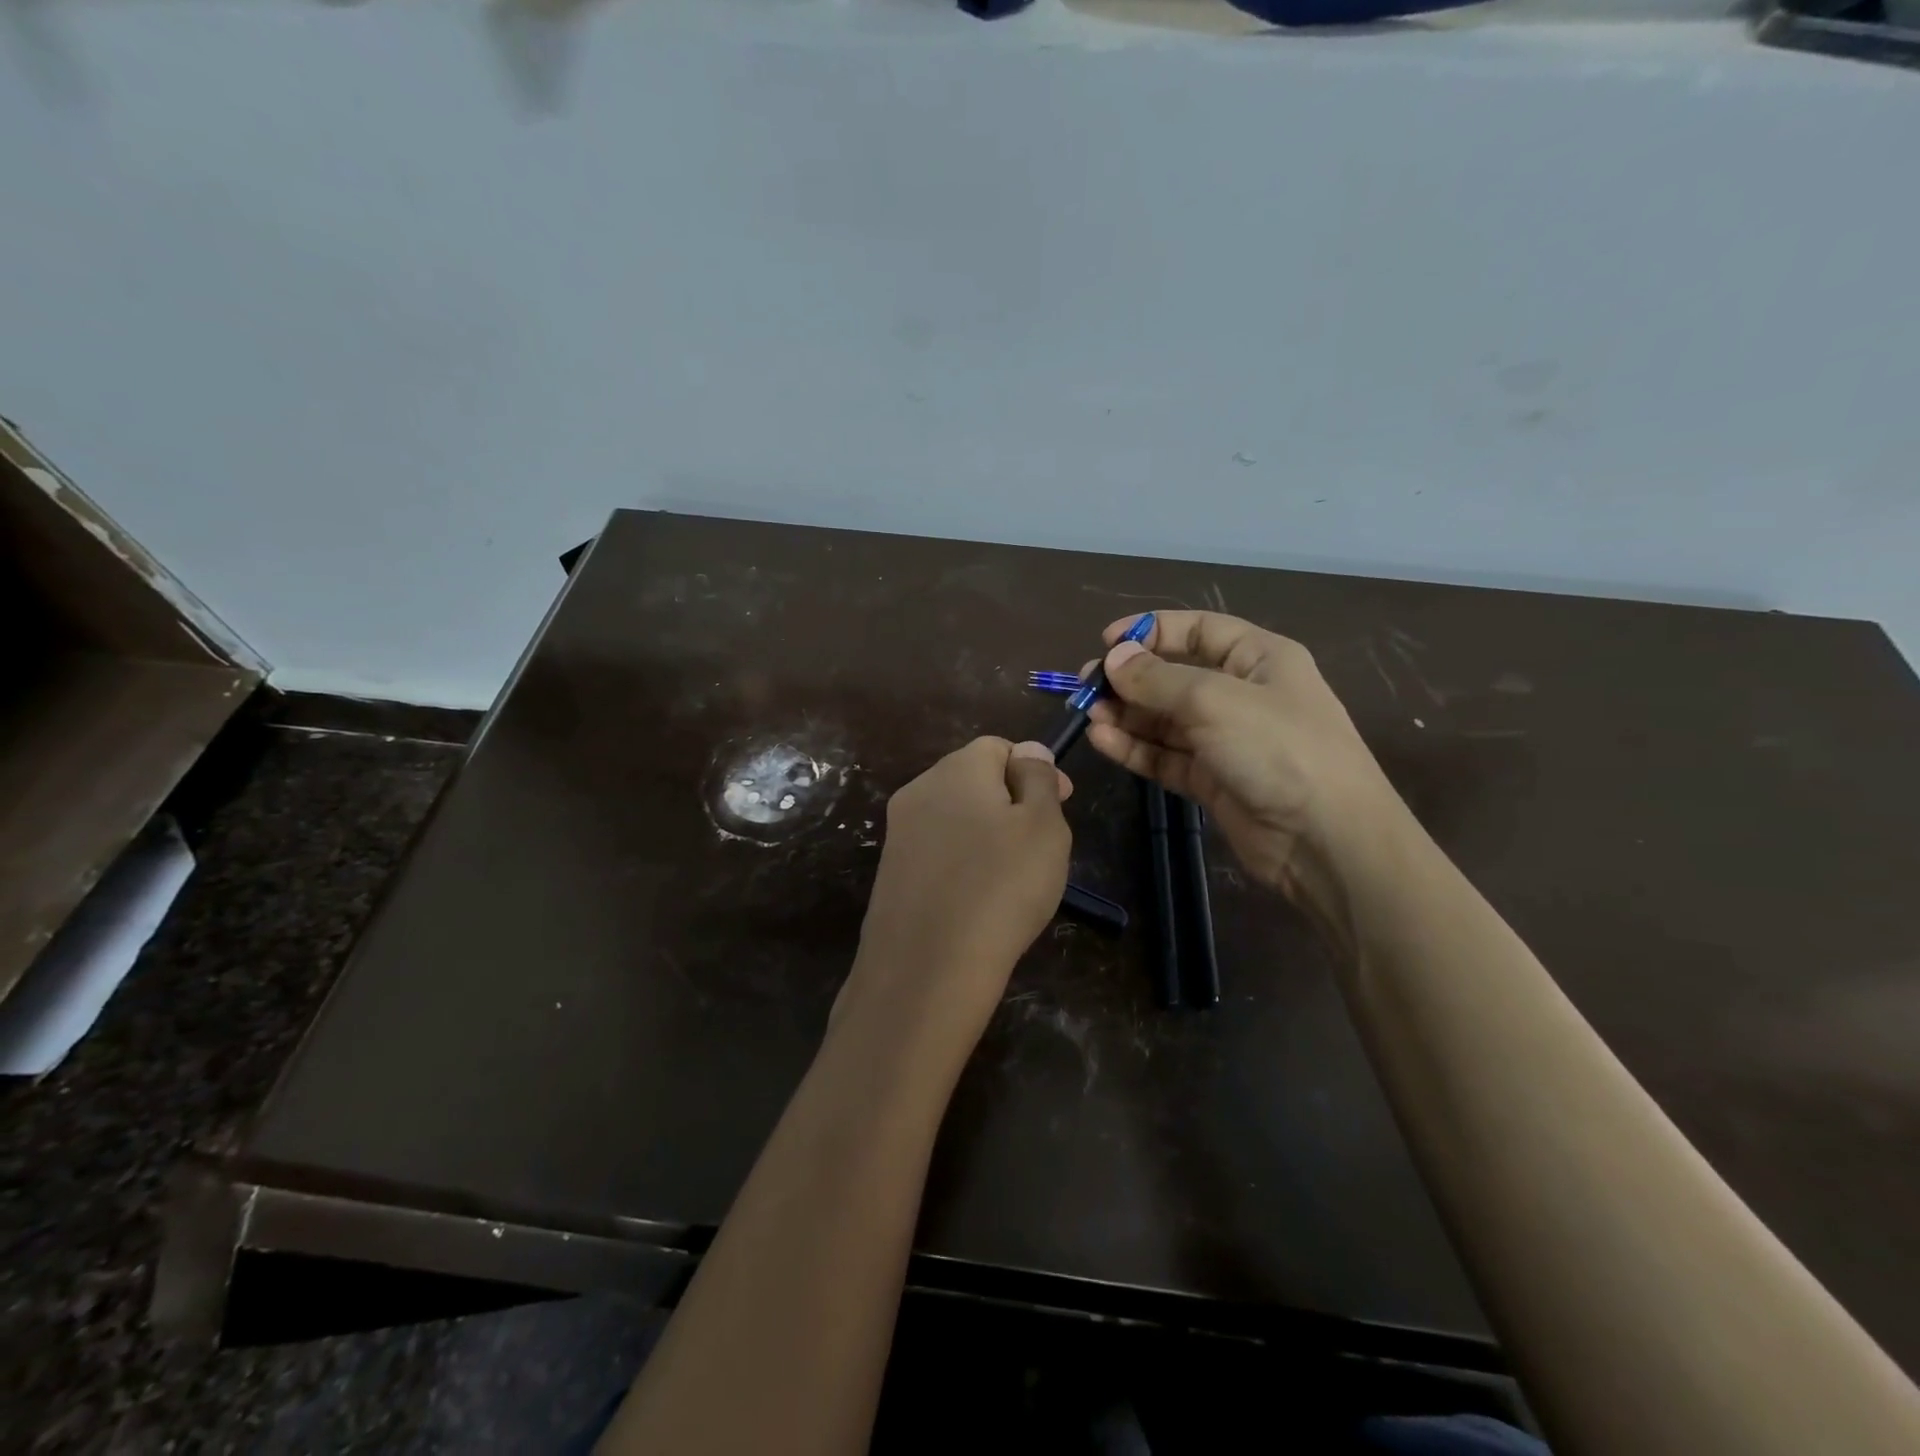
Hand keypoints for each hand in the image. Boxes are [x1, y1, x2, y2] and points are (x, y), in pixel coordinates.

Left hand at [839, 738, 1072, 1057]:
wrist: (928, 967)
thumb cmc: (1002, 887)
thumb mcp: (1044, 826)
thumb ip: (1038, 779)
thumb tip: (1028, 750)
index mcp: (957, 768)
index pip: (998, 747)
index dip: (1034, 769)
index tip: (1063, 803)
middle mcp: (920, 790)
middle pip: (973, 778)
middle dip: (1011, 799)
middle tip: (1041, 842)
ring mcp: (899, 833)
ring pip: (955, 817)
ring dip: (986, 833)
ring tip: (1013, 875)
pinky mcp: (891, 872)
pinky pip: (937, 852)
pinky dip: (962, 863)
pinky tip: (979, 897)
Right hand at [1085, 611, 1400, 916]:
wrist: (1326, 840)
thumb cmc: (1278, 749)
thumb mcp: (1215, 700)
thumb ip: (1157, 679)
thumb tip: (1113, 658)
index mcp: (1258, 659)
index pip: (1199, 630)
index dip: (1152, 630)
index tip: (1106, 641)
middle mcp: (1242, 695)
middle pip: (1175, 676)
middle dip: (1131, 678)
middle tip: (1086, 685)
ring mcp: (1226, 740)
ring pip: (1165, 720)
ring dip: (1127, 715)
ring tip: (1087, 714)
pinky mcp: (1212, 781)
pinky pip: (1166, 756)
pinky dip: (1135, 748)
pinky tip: (1103, 741)